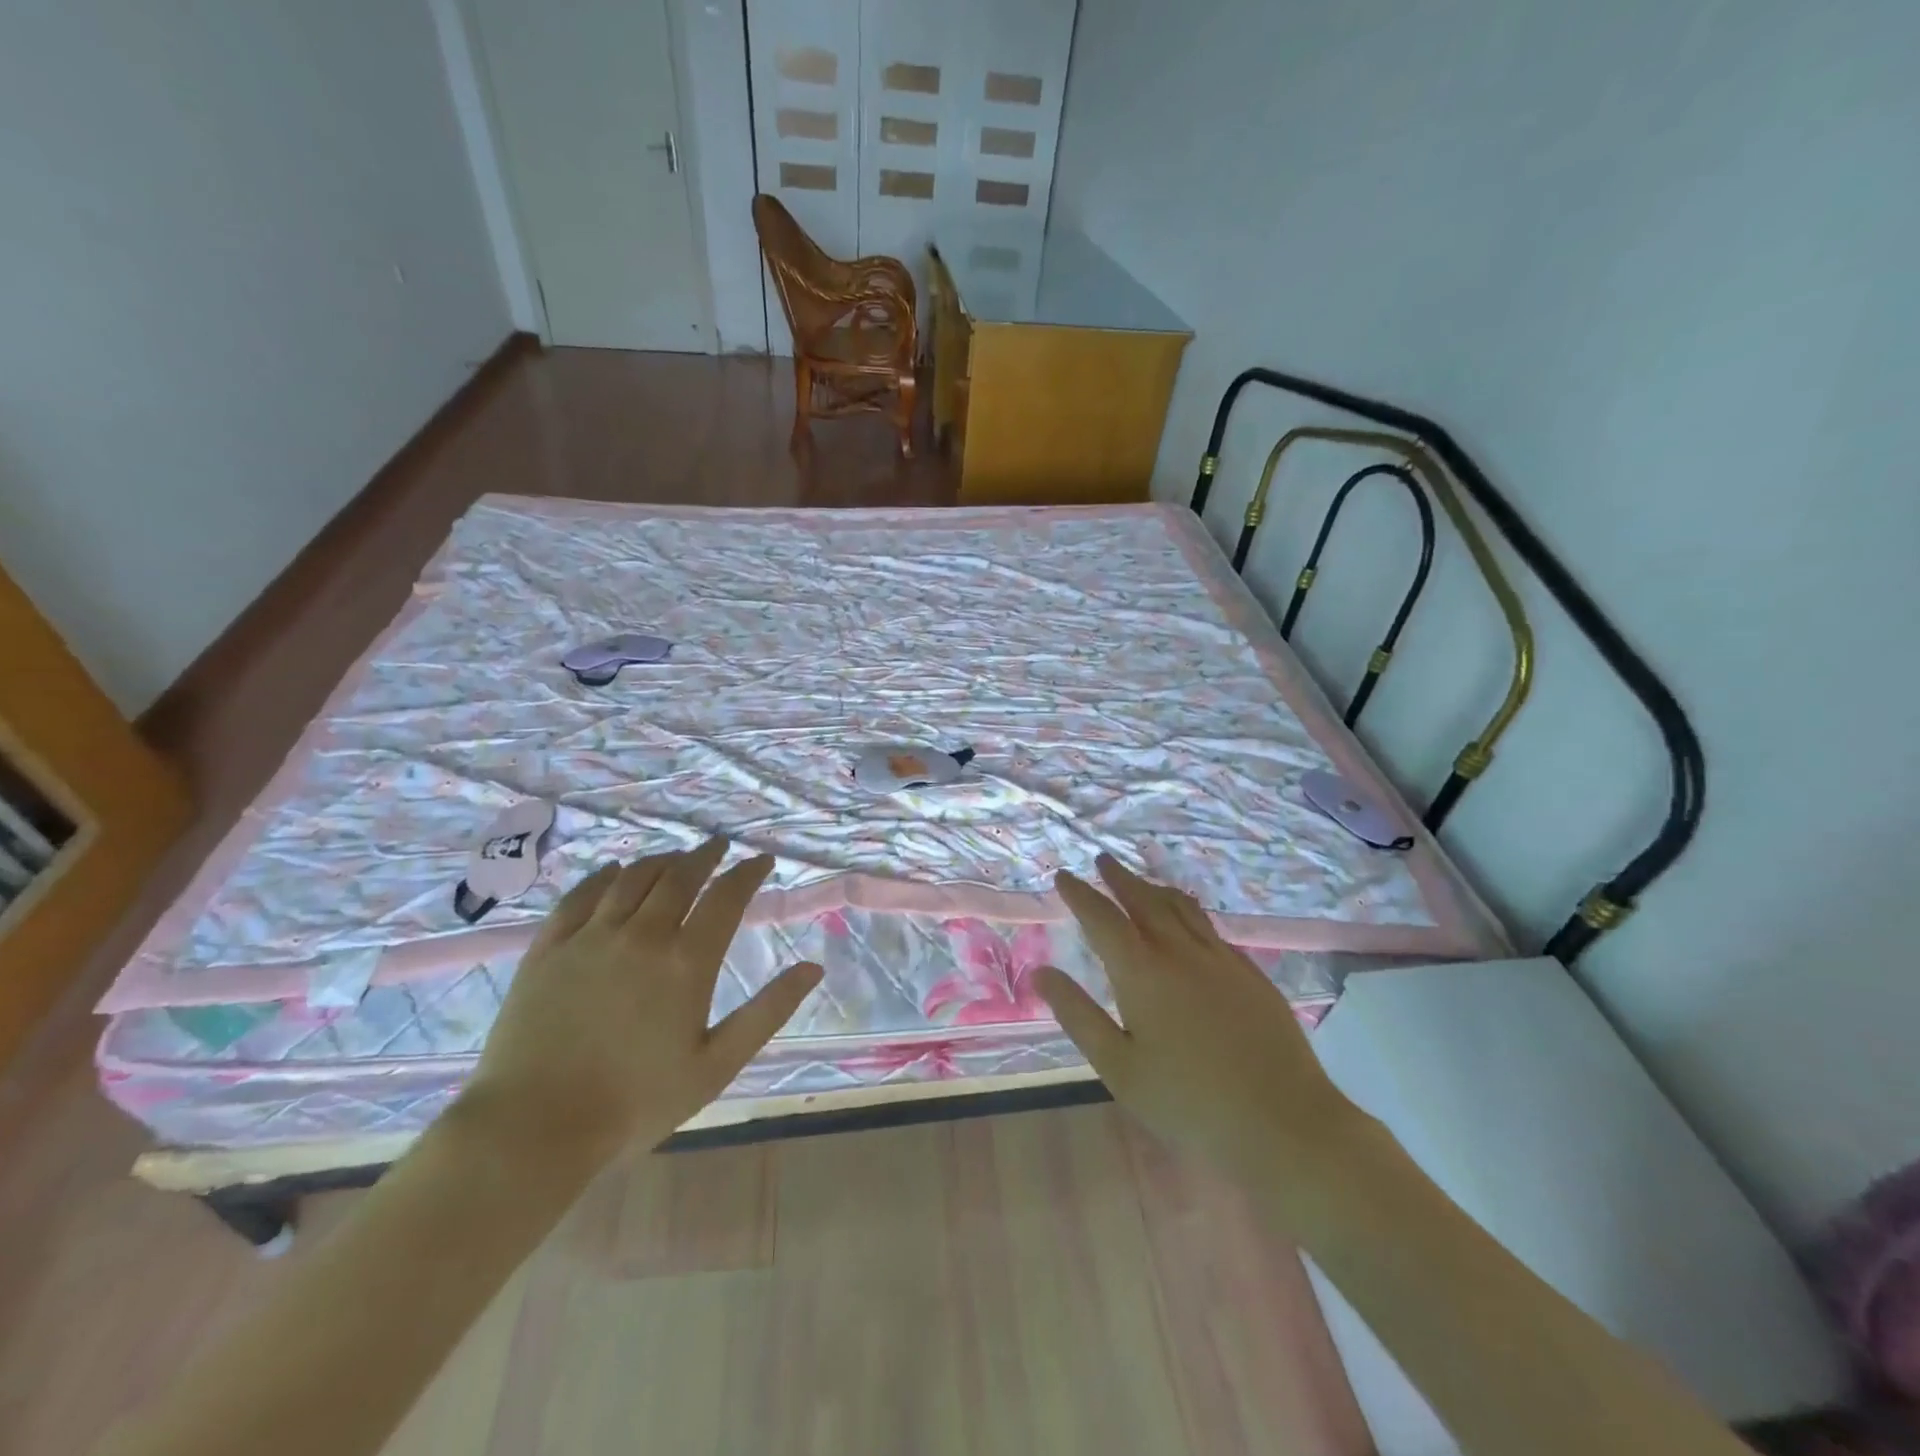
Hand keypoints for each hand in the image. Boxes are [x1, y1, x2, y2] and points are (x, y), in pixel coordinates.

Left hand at [458, 838, 821, 1168]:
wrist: (533, 1129)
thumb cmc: (636, 1102)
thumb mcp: (716, 1065)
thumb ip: (767, 1011)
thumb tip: (813, 968)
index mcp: (687, 961)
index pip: (726, 896)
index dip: (748, 872)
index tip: (762, 860)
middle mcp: (642, 935)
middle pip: (679, 876)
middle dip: (705, 855)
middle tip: (719, 845)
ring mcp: (590, 937)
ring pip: (632, 878)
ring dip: (661, 861)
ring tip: (675, 858)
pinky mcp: (548, 948)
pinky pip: (580, 896)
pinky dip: (603, 876)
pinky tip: (613, 872)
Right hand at [1036, 854, 1364, 1186]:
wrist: (1284, 1122)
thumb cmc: (1189, 1102)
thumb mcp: (1119, 1066)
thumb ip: (1078, 1015)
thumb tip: (1042, 972)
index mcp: (1141, 971)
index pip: (1102, 917)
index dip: (1080, 894)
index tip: (1064, 876)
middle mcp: (1180, 951)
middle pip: (1144, 899)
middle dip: (1119, 877)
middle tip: (1103, 860)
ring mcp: (1221, 958)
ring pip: (1181, 907)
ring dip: (1155, 888)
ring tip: (1142, 882)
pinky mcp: (1250, 972)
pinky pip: (1209, 927)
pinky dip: (1187, 911)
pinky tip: (1188, 923)